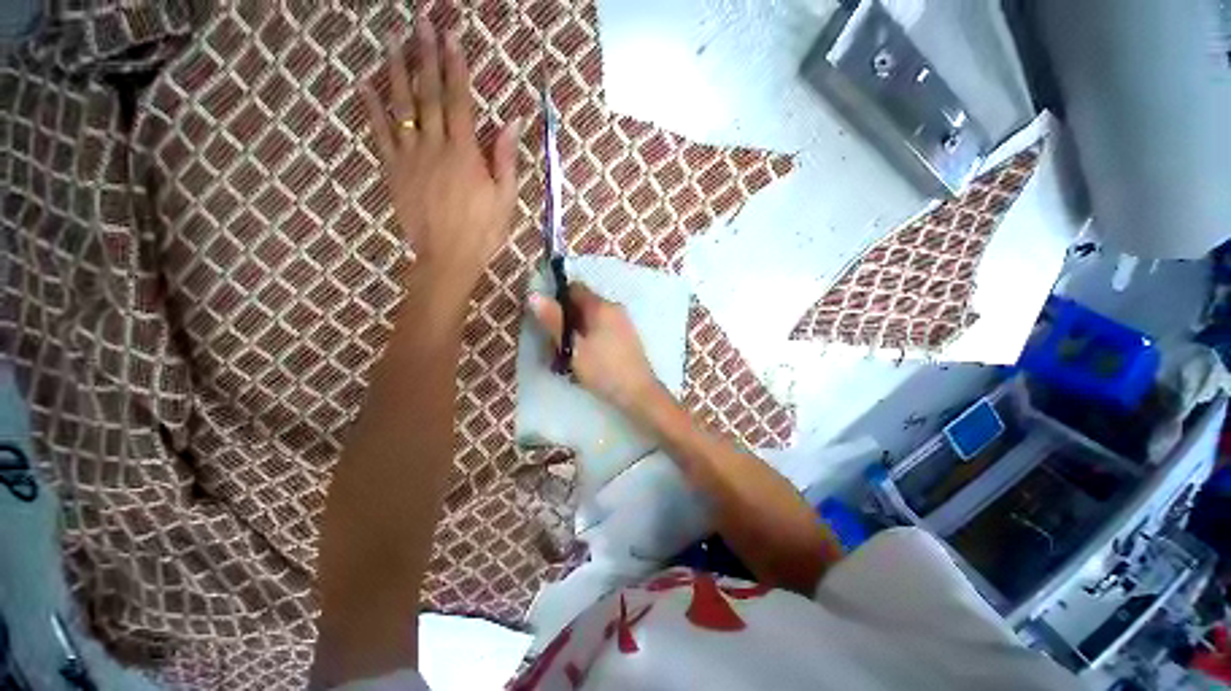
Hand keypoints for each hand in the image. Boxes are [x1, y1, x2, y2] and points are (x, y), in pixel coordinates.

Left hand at [361, 21, 520, 307]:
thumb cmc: (483, 231)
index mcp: (465, 153)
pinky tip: (365, 85)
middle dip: (424, 56)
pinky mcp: (393, 171)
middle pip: (428, 94)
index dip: (455, 67)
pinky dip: (371, 108)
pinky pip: (379, 134)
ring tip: (392, 41)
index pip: (459, 101)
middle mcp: (435, 146)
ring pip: (401, 107)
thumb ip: (506, 159)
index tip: (450, 37)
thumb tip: (510, 122)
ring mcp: (410, 157)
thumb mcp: (506, 199)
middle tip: (419, 23)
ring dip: (396, 71)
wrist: (448, 257)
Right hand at [529, 284, 660, 411]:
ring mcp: (623, 323)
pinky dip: (589, 340)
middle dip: (566, 321)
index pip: (575, 288)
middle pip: (583, 305)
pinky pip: (602, 331)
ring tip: (568, 357)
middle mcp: (614, 309)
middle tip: (555, 345)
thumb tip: (534, 295)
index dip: (557, 300)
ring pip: (591, 321)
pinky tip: (585, 360)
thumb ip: (554, 321)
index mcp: (602, 306)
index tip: (547, 320)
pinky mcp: (626, 338)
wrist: (638, 393)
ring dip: (577, 333)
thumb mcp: (573, 346)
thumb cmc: (603, 369)